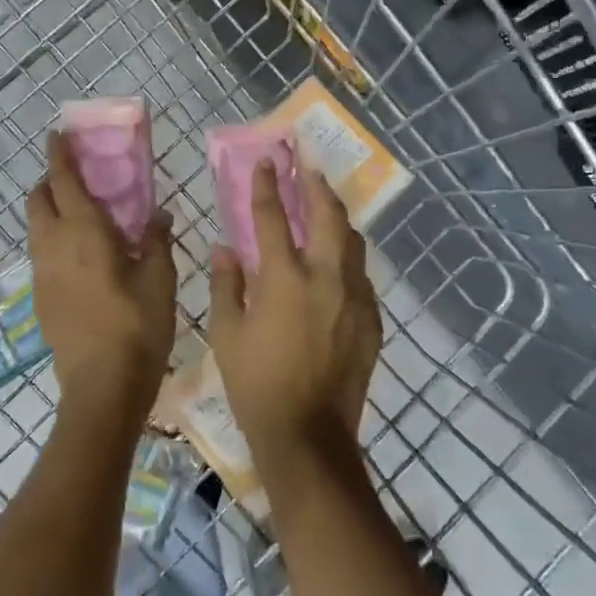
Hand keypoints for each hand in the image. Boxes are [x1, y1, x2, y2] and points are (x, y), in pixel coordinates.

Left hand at [27, 131, 176, 428]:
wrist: (102, 386)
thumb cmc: (138, 326)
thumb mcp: (160, 279)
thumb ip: (157, 240)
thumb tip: (158, 215)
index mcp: (84, 233)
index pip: (63, 181)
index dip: (59, 155)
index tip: (58, 134)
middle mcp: (54, 246)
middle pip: (39, 200)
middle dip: (51, 181)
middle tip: (79, 178)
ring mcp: (42, 274)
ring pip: (36, 227)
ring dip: (51, 210)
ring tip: (83, 215)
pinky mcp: (41, 298)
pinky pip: (41, 253)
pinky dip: (54, 239)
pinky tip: (82, 256)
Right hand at [208, 158, 380, 466]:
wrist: (308, 434)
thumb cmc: (256, 385)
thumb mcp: (226, 334)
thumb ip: (226, 284)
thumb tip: (224, 247)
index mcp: (284, 278)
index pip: (273, 217)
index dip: (268, 185)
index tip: (268, 161)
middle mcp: (326, 277)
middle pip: (327, 216)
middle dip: (316, 187)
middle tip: (309, 169)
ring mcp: (354, 297)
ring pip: (353, 242)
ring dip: (338, 219)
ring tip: (327, 207)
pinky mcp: (371, 319)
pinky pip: (361, 276)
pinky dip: (348, 259)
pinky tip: (339, 263)